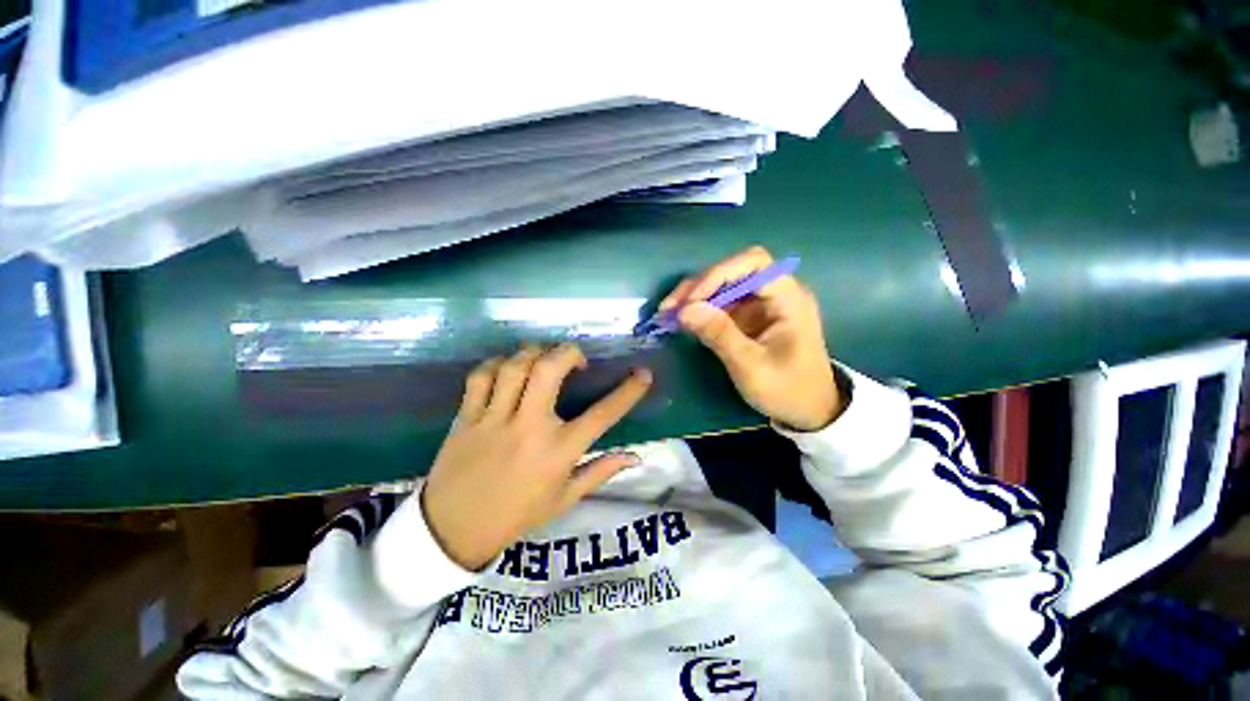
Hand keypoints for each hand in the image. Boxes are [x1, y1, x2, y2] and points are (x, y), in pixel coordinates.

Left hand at [421, 344, 652, 570]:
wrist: (453, 532)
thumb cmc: (517, 516)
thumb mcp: (565, 499)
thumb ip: (600, 472)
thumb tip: (634, 456)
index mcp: (558, 452)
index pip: (602, 415)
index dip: (628, 392)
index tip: (643, 375)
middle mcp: (528, 428)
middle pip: (549, 370)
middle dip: (569, 352)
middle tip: (576, 359)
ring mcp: (493, 420)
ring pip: (515, 366)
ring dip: (534, 353)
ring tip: (543, 359)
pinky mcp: (466, 417)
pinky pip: (481, 377)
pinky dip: (497, 364)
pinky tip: (508, 369)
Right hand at [661, 246, 843, 431]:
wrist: (809, 410)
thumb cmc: (788, 390)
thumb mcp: (751, 366)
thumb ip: (719, 335)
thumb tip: (684, 310)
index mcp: (789, 298)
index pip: (753, 263)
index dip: (718, 275)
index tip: (690, 300)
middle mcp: (776, 292)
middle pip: (733, 271)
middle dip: (699, 286)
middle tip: (668, 307)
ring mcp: (762, 304)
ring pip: (723, 285)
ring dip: (694, 296)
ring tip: (668, 313)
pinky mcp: (750, 316)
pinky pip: (722, 303)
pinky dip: (700, 309)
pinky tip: (682, 320)